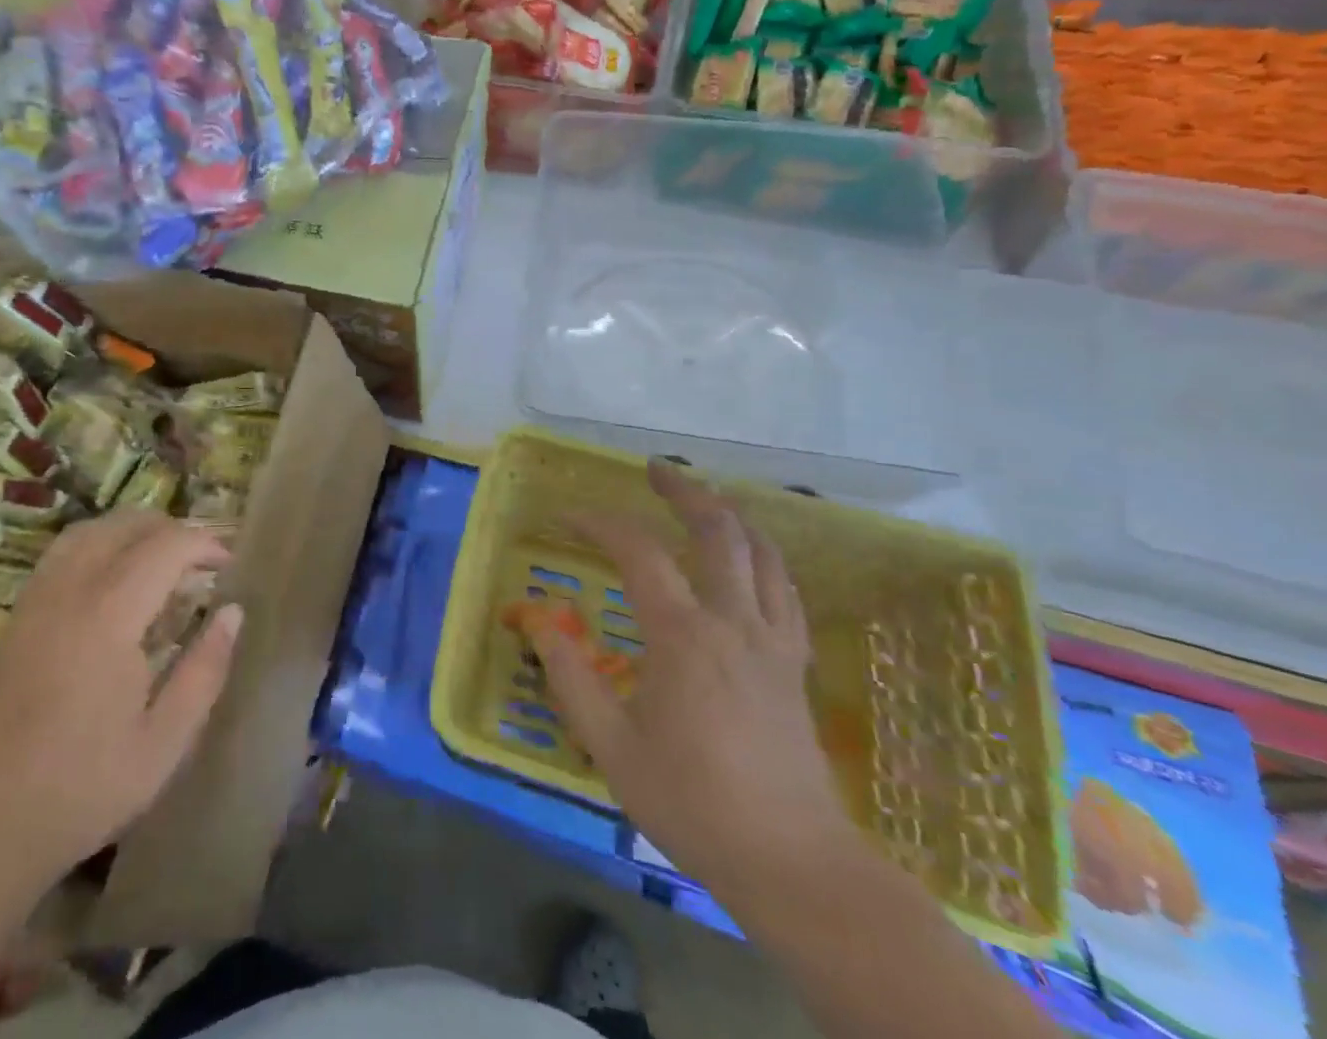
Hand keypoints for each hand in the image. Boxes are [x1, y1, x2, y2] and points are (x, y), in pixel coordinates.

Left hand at [0, 511, 241, 877]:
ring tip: (161, 558)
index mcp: (109, 618)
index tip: (228, 564)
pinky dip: (98, 543)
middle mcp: (69, 592)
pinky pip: (62, 552)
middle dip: (172, 530)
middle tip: (201, 560)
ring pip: (89, 530)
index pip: (165, 548)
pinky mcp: (18, 616)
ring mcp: (37, 600)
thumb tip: (232, 612)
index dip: (203, 544)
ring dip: (132, 530)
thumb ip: (205, 669)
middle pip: (125, 526)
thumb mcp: (165, 742)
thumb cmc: (85, 788)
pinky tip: (114, 576)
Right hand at [527, 459, 855, 898]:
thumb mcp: (610, 746)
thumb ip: (569, 678)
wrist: (793, 863)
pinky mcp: (794, 662)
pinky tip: (750, 560)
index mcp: (683, 635)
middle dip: (683, 490)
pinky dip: (764, 557)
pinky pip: (785, 589)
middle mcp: (732, 620)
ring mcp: (772, 639)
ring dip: (729, 514)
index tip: (569, 516)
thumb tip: (539, 621)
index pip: (637, 551)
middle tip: (654, 470)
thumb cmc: (692, 802)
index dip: (599, 522)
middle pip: (717, 529)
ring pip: (762, 551)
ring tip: (702, 499)